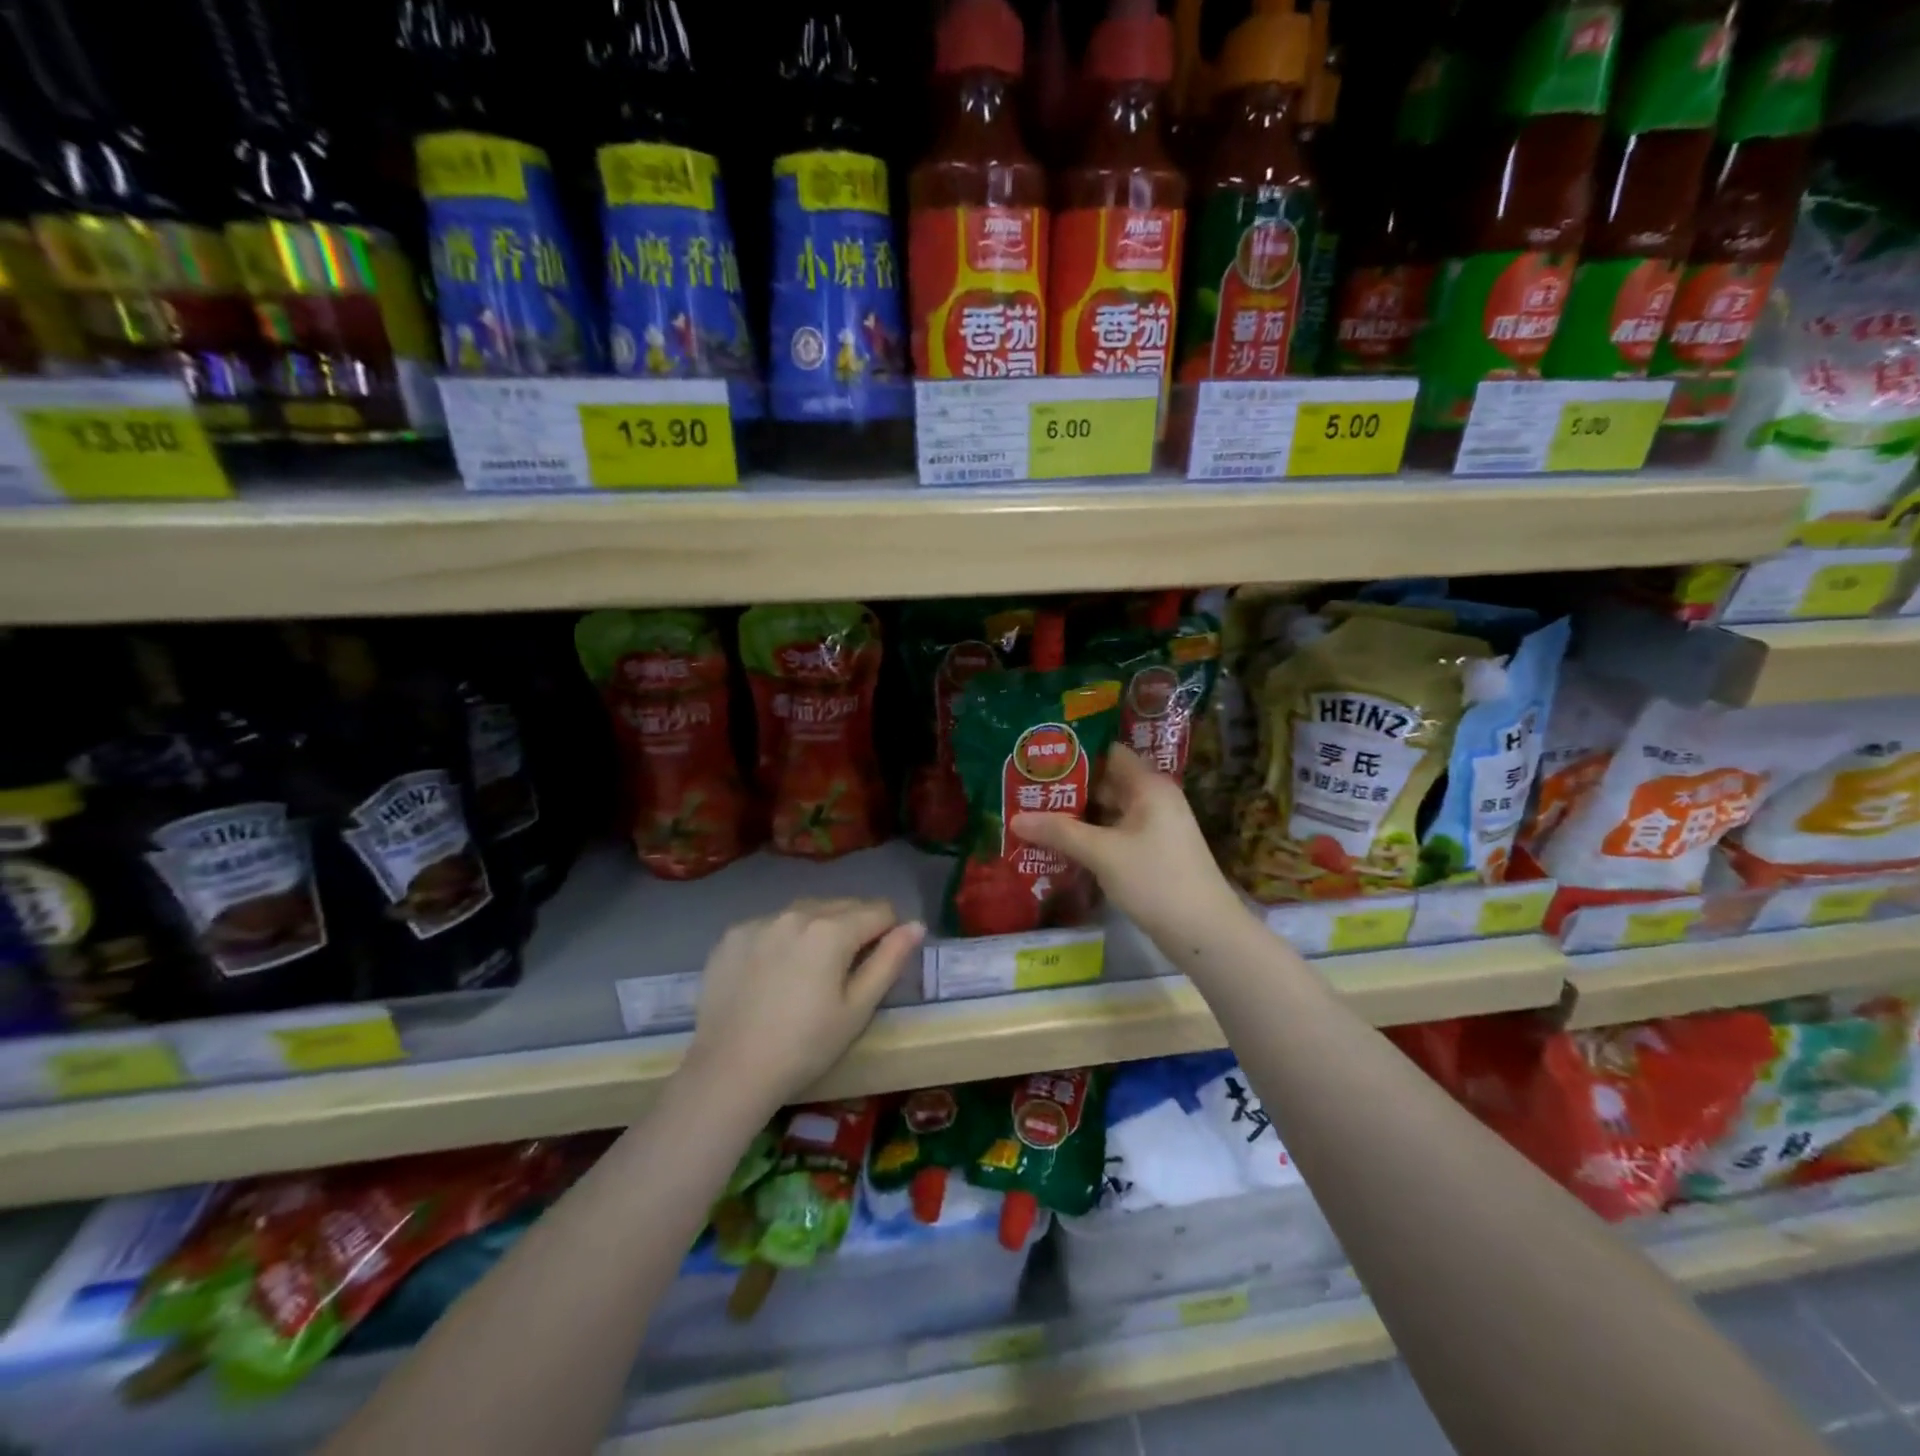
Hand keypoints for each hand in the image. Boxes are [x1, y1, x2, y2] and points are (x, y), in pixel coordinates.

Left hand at [686, 898, 923, 1109]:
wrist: (729, 1072)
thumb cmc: (805, 1046)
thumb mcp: (858, 1009)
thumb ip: (890, 961)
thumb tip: (916, 925)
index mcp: (832, 929)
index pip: (879, 911)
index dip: (888, 933)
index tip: (878, 962)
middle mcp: (796, 913)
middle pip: (842, 905)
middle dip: (854, 927)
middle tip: (846, 971)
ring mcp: (759, 921)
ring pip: (805, 911)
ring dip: (818, 928)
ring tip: (809, 970)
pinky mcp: (732, 935)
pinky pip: (771, 924)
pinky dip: (781, 938)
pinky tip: (773, 973)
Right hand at [1011, 745, 1248, 953]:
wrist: (1204, 932)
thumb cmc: (1156, 880)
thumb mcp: (1102, 853)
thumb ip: (1059, 832)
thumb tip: (1016, 819)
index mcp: (1149, 786)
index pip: (1109, 753)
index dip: (1076, 753)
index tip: (1040, 757)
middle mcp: (1154, 799)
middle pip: (1106, 783)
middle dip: (1068, 788)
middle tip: (1026, 789)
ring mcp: (1155, 828)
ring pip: (1108, 812)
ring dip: (1077, 815)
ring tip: (1034, 814)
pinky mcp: (1151, 853)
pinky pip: (1114, 834)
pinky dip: (1090, 837)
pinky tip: (1060, 844)